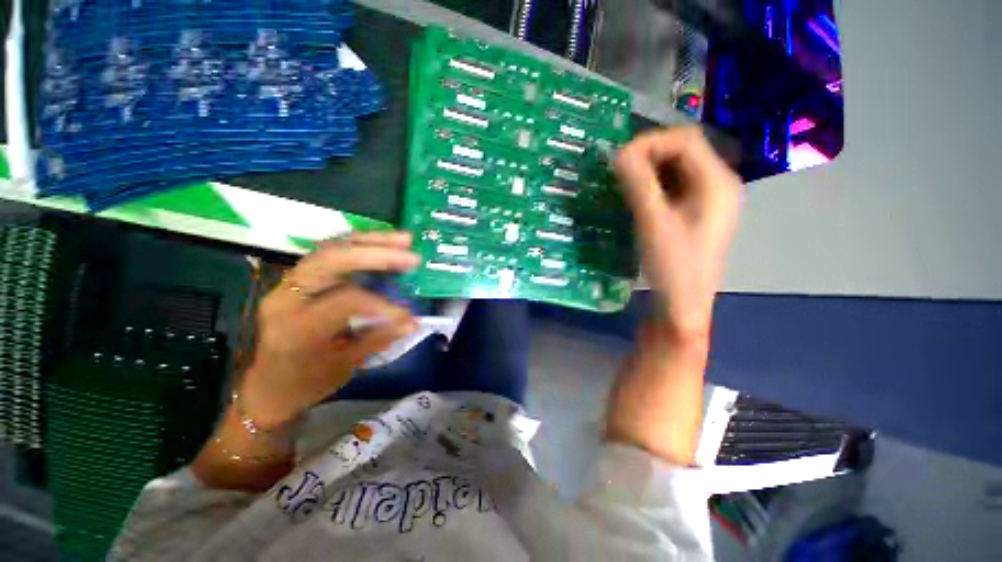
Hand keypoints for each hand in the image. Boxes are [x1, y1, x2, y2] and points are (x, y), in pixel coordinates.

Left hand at [240, 231, 420, 428]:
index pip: (345, 301)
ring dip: (371, 241)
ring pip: (330, 248)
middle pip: (330, 259)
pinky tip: (382, 244)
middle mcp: (287, 296)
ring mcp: (289, 283)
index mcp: (297, 326)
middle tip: (411, 255)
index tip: (409, 316)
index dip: (382, 305)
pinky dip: (360, 245)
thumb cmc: (305, 383)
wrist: (269, 386)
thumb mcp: (343, 367)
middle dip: (375, 253)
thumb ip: (378, 339)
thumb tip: (413, 322)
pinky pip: (330, 252)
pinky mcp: (298, 278)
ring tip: (404, 239)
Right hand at [615, 126, 741, 341]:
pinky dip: (653, 186)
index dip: (651, 142)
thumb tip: (619, 153)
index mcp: (717, 182)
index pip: (685, 140)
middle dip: (649, 156)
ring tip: (624, 183)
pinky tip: (637, 198)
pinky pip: (674, 188)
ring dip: (649, 171)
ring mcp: (708, 200)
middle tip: (618, 171)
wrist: (682, 304)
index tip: (619, 159)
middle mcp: (719, 185)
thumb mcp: (652, 223)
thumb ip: (638, 184)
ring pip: (677, 170)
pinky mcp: (696, 213)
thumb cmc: (672, 265)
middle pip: (683, 152)